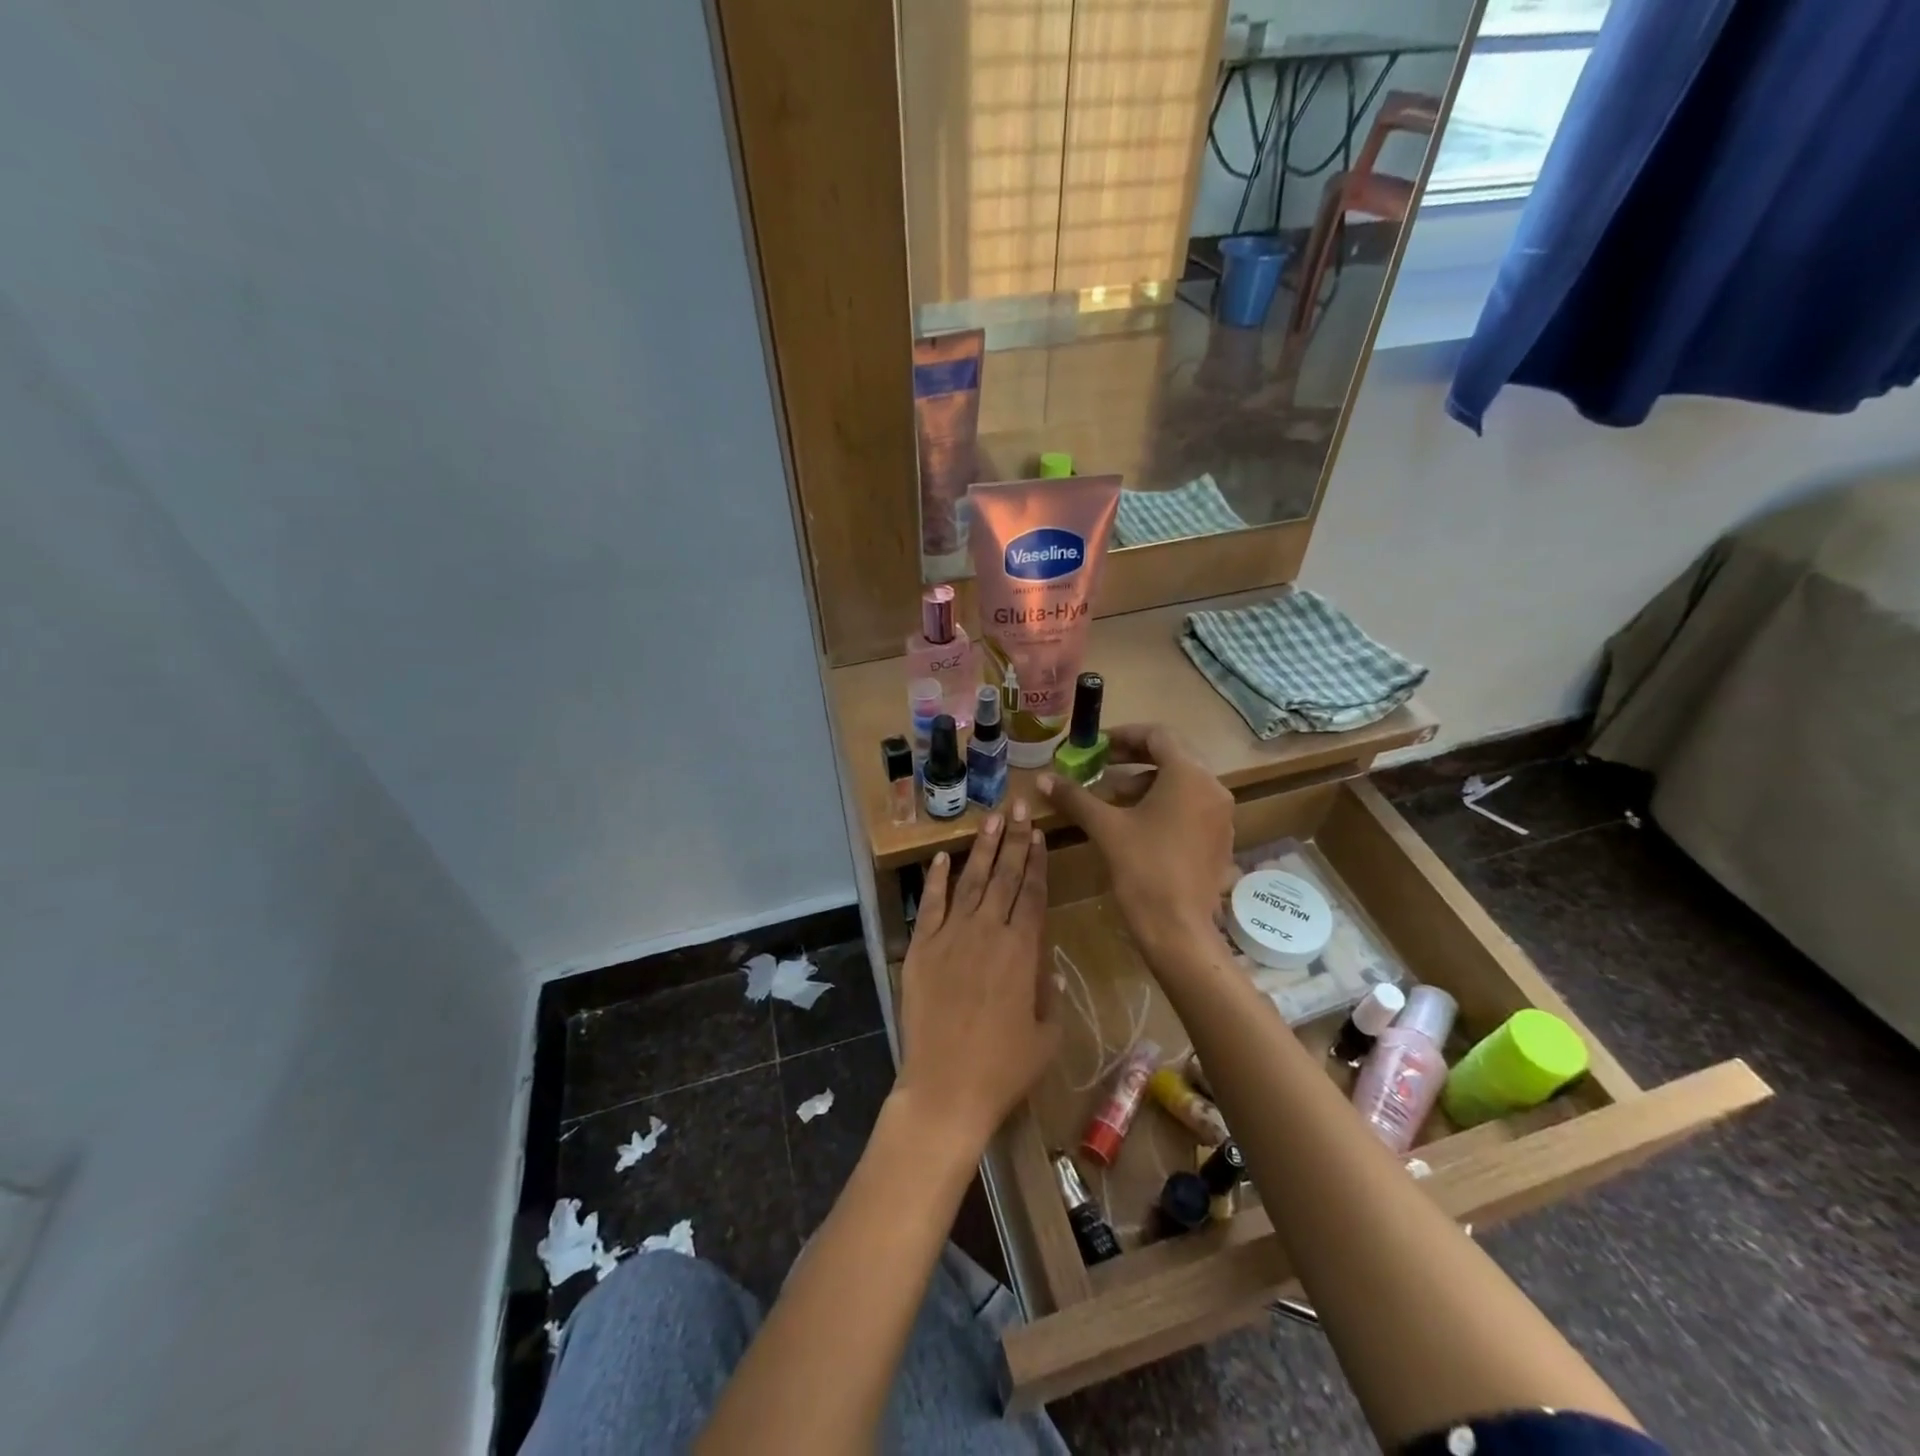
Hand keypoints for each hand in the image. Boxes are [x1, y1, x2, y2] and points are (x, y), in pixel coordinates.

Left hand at [894, 799, 1058, 1155]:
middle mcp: (987, 932)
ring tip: (990, 819)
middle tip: (1017, 806)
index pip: (1032, 893)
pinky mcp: (921, 948)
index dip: (1036, 861)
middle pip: (1003, 877)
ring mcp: (950, 937)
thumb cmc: (1004, 1068)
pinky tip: (943, 857)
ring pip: (969, 882)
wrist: (946, 1087)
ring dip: (981, 849)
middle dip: (1012, 839)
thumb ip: (1050, 995)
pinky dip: (936, 879)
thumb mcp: (1046, 1035)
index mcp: (1022, 950)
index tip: (1038, 833)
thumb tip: (1048, 968)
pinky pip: (930, 905)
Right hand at [1038, 724, 1236, 958]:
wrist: (1179, 930)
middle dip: (1133, 758)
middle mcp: (1213, 788)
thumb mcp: (1105, 828)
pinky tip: (1137, 823)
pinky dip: (1164, 803)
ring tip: (1112, 799)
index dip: (1124, 735)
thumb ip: (1075, 797)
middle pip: (1172, 756)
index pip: (1158, 735)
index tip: (1096, 746)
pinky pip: (1191, 805)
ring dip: (1146, 782)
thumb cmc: (1143, 870)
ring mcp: (1221, 815)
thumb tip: (1042, 779)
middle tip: (1101, 765)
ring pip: (1182, 782)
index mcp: (1189, 775)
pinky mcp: (1220, 839)